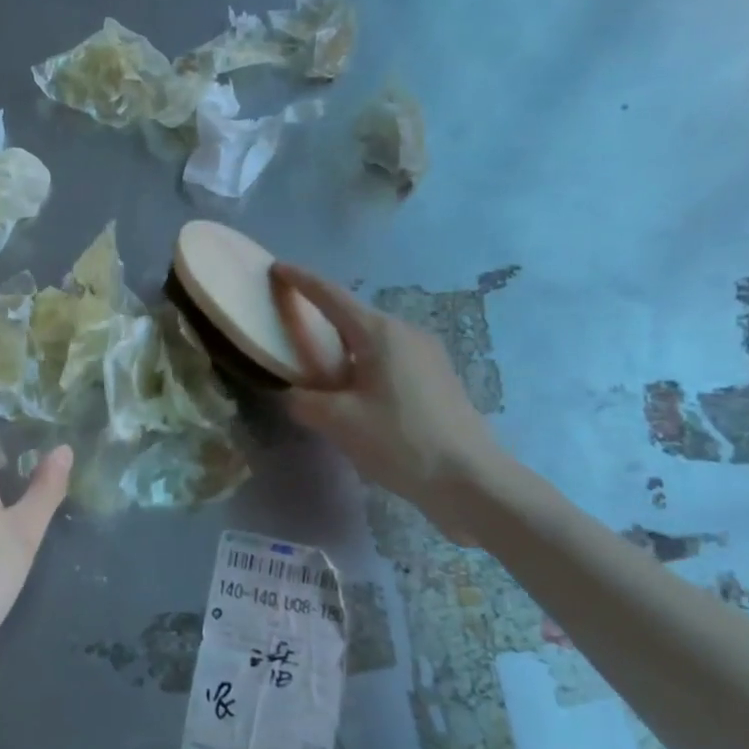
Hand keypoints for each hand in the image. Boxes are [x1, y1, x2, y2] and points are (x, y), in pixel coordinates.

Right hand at [271, 264, 505, 539]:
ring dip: (344, 351)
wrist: (471, 480)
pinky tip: (356, 396)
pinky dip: (365, 368)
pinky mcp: (439, 380)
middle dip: (322, 321)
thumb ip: (304, 402)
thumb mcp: (339, 422)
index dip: (301, 281)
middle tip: (292, 332)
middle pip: (354, 318)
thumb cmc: (400, 441)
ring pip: (373, 343)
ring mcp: (428, 356)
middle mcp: (407, 334)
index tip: (277, 268)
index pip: (332, 296)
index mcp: (380, 334)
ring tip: (321, 373)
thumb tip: (294, 395)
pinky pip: (390, 361)